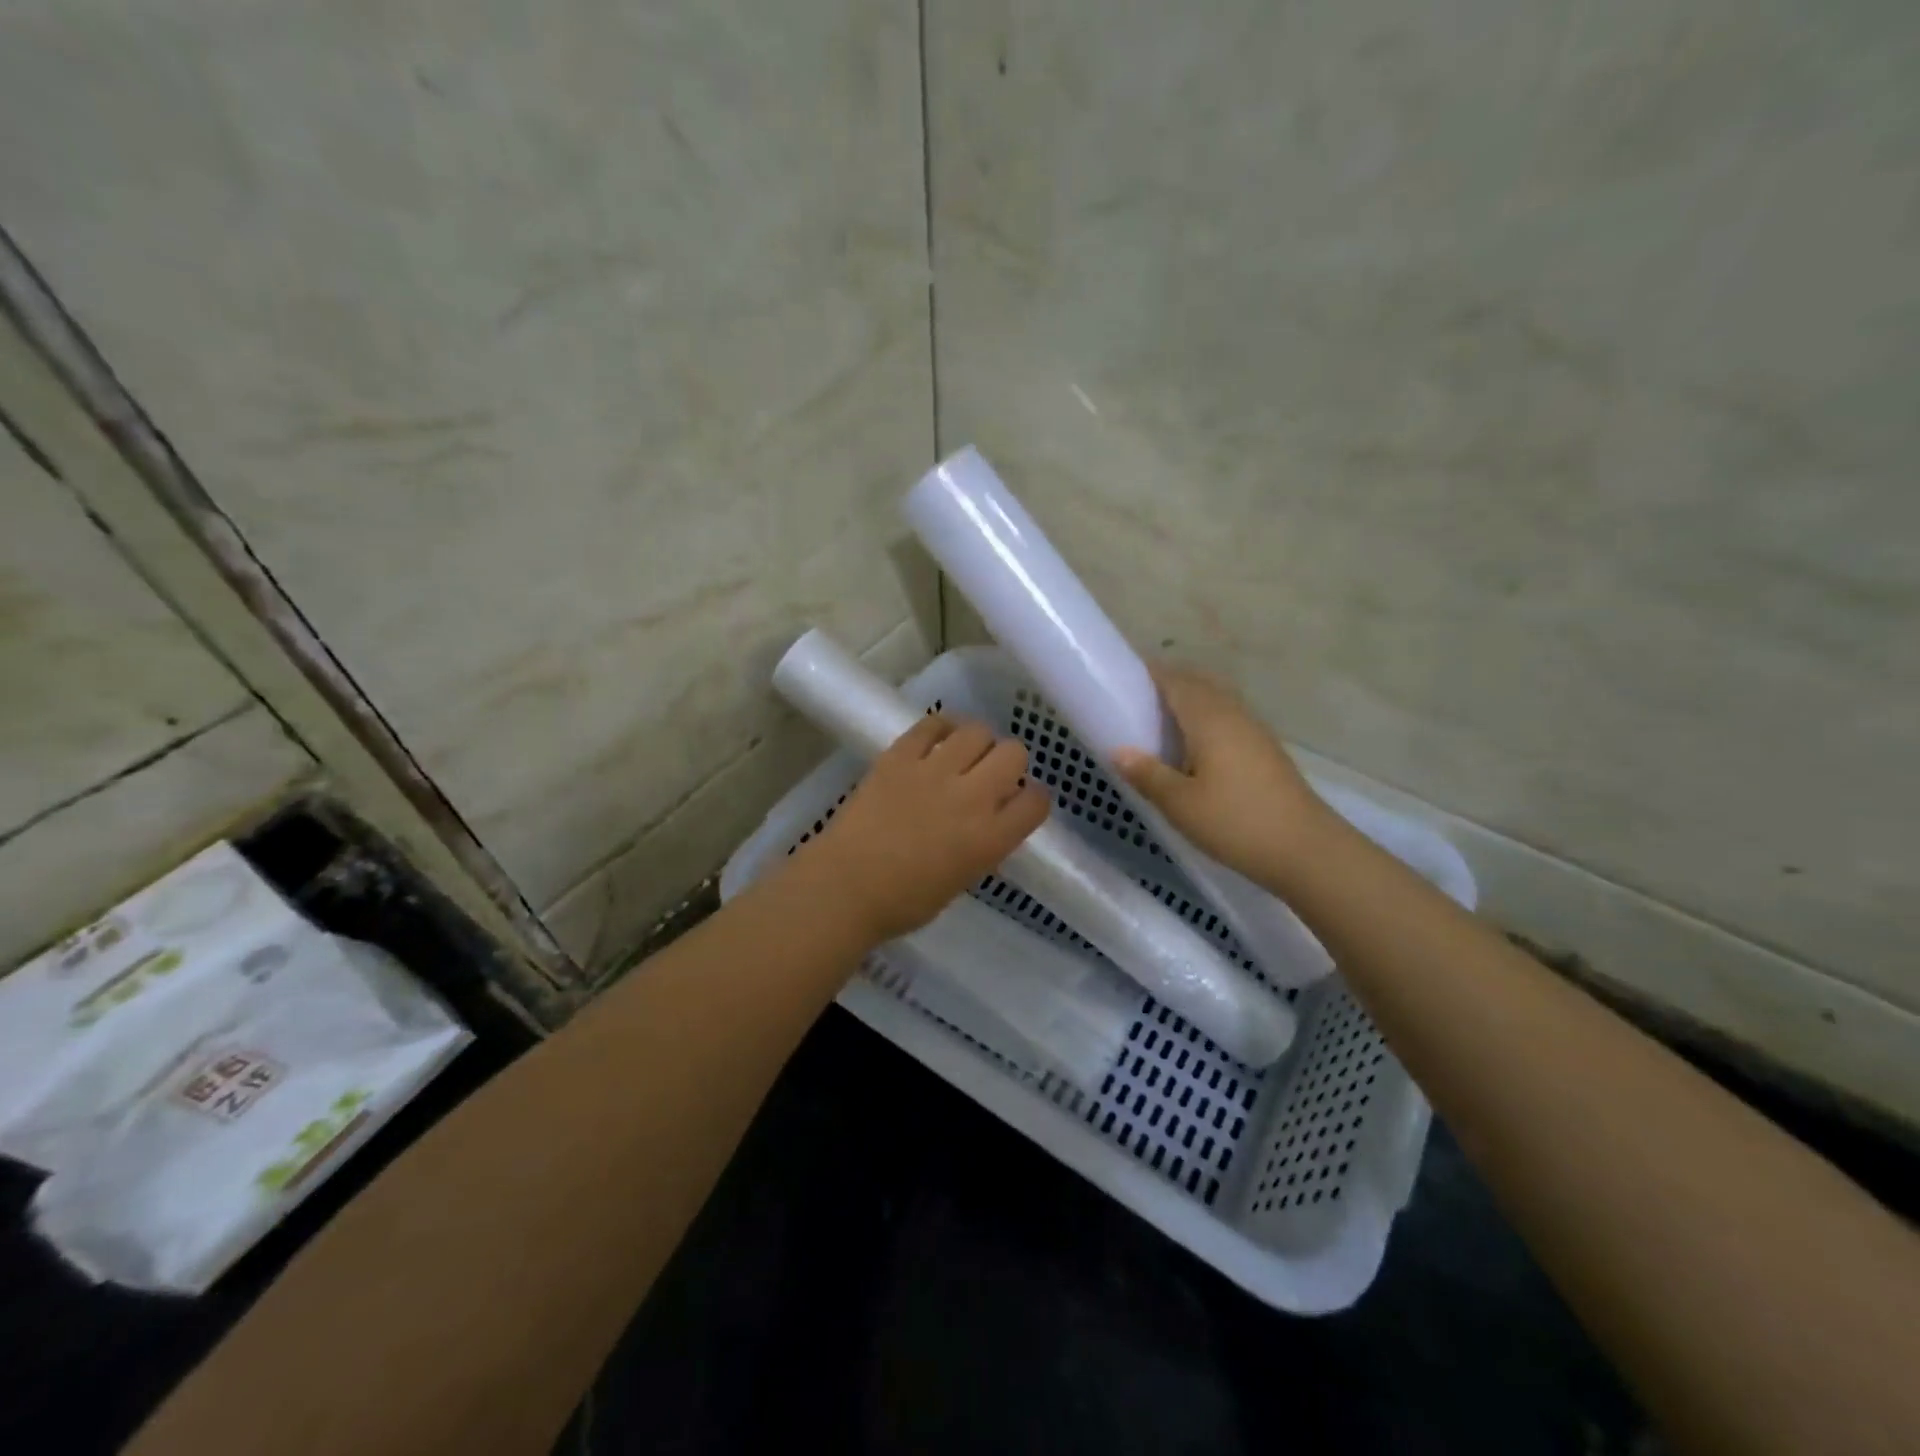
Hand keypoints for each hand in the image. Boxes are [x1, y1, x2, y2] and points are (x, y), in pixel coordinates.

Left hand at [794, 713, 1051, 945]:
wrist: (844, 887)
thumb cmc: (903, 901)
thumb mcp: (962, 879)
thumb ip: (984, 846)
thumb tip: (988, 823)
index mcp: (990, 838)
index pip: (1036, 801)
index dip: (1032, 798)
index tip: (1019, 802)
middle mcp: (971, 797)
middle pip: (1014, 753)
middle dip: (1009, 763)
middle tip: (990, 775)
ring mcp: (934, 771)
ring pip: (978, 731)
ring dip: (977, 743)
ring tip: (963, 755)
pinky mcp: (900, 755)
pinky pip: (932, 724)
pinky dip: (941, 728)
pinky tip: (937, 741)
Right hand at [1112, 664, 1333, 883]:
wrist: (1306, 849)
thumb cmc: (1235, 822)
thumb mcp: (1180, 804)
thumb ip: (1146, 774)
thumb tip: (1118, 751)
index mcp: (1208, 718)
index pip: (1174, 680)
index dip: (1148, 674)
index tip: (1121, 681)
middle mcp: (1233, 714)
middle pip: (1197, 685)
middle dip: (1166, 686)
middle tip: (1135, 706)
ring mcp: (1254, 731)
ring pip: (1215, 702)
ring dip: (1188, 704)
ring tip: (1160, 727)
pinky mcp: (1266, 750)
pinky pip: (1228, 720)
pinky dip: (1206, 722)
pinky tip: (1194, 751)